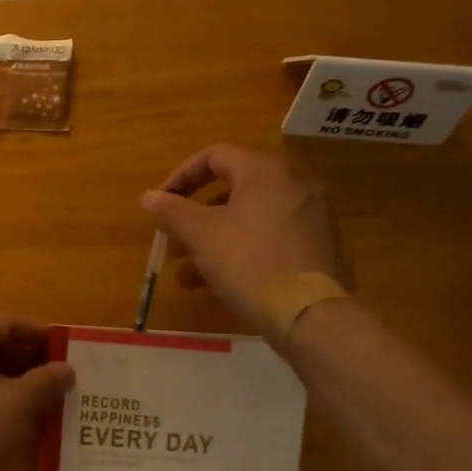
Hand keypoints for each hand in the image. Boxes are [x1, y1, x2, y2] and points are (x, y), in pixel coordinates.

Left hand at [0, 316, 75, 470]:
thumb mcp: (19, 403)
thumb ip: (46, 381)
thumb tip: (66, 369)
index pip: (6, 324)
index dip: (37, 332)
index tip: (64, 349)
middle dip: (29, 361)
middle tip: (60, 377)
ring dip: (16, 383)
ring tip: (47, 400)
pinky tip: (21, 422)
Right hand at [139, 145, 351, 334]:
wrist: (311, 315)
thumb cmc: (249, 263)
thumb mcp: (200, 235)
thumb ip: (172, 210)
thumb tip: (149, 196)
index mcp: (265, 171)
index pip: (214, 155)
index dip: (181, 176)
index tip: (161, 204)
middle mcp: (295, 184)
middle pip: (233, 190)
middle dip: (196, 219)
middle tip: (174, 245)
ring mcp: (314, 217)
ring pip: (251, 220)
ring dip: (215, 242)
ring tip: (189, 278)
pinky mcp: (322, 248)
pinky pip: (272, 240)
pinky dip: (244, 252)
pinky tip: (223, 285)